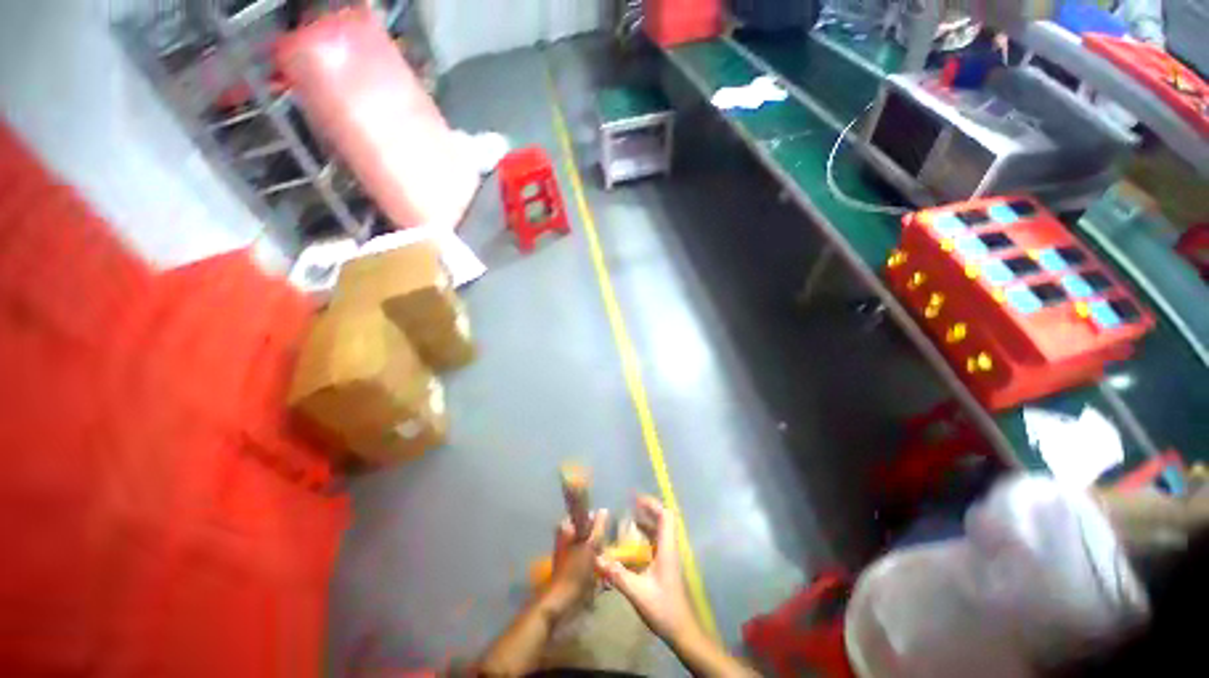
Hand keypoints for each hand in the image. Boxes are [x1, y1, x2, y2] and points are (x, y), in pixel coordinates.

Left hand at [542, 509, 608, 614]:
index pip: (585, 514)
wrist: (561, 601)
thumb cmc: (575, 571)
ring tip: (602, 559)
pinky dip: (591, 558)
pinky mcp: (568, 561)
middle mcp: (563, 534)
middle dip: (596, 537)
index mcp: (566, 526)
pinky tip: (598, 567)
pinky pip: (583, 552)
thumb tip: (603, 510)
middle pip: (586, 528)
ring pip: (586, 541)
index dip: (597, 521)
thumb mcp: (591, 546)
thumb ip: (598, 527)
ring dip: (595, 549)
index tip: (605, 531)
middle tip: (604, 547)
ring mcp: (565, 548)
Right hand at [594, 496, 698, 642]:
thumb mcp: (638, 593)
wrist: (683, 632)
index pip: (665, 516)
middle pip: (663, 520)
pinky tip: (630, 547)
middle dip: (646, 510)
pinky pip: (656, 544)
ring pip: (659, 532)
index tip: (635, 499)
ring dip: (645, 524)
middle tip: (628, 508)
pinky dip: (644, 538)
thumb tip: (597, 558)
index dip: (652, 504)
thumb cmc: (664, 609)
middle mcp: (669, 549)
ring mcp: (669, 558)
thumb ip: (617, 575)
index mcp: (667, 549)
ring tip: (626, 522)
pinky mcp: (666, 567)